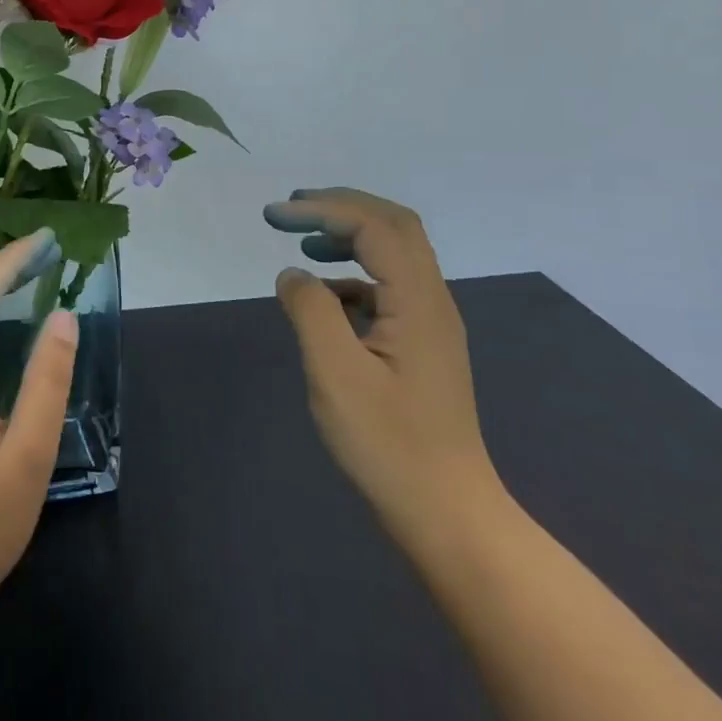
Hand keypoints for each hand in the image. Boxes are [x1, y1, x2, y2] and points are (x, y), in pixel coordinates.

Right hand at [264, 188, 504, 546]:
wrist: (448, 514)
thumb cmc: (388, 444)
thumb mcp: (335, 374)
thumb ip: (310, 311)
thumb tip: (292, 274)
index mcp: (418, 300)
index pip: (372, 225)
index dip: (321, 209)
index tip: (274, 216)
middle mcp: (433, 300)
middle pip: (394, 225)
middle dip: (341, 206)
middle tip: (292, 208)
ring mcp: (431, 323)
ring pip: (396, 253)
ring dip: (350, 235)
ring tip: (304, 241)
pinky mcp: (423, 345)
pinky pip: (389, 287)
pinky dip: (353, 273)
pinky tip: (325, 297)